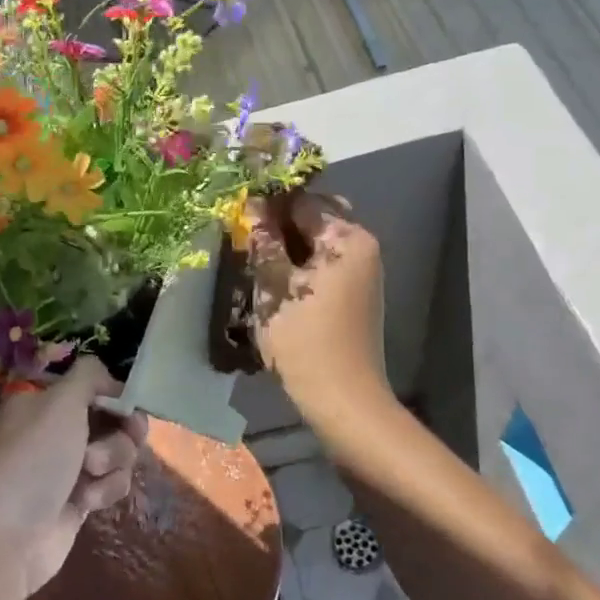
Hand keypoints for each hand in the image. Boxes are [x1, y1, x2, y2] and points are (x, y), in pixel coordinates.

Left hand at [0, 358, 147, 599]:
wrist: (4, 541)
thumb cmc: (31, 461)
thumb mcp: (59, 403)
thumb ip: (89, 376)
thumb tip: (107, 377)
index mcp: (43, 400)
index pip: (90, 383)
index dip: (113, 392)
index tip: (126, 403)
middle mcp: (55, 429)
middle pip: (112, 416)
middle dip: (122, 429)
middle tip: (127, 434)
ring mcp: (67, 466)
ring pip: (117, 451)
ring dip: (113, 460)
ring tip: (90, 475)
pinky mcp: (79, 500)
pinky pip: (111, 483)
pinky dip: (105, 489)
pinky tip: (86, 503)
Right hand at [248, 192, 387, 424]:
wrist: (343, 398)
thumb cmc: (304, 339)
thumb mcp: (273, 286)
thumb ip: (263, 241)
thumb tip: (252, 205)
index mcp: (348, 237)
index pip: (302, 200)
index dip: (268, 203)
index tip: (237, 213)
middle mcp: (362, 246)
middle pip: (314, 218)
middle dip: (280, 222)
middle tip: (246, 236)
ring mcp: (362, 271)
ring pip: (318, 242)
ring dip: (287, 244)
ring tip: (255, 257)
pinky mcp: (355, 293)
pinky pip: (324, 264)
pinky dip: (300, 264)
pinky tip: (275, 279)